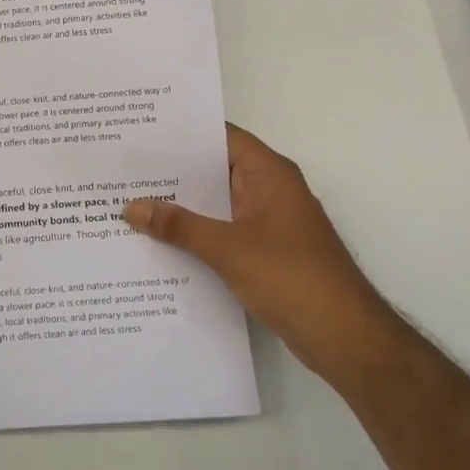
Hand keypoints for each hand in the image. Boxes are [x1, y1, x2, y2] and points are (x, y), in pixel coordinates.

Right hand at [124, 124, 392, 371]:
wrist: (345, 337)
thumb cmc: (291, 278)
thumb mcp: (227, 249)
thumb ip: (178, 227)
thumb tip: (131, 206)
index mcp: (269, 174)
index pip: (221, 137)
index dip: (182, 133)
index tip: (140, 132)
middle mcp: (269, 190)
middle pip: (215, 170)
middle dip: (172, 172)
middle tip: (124, 169)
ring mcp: (269, 222)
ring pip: (216, 204)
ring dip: (181, 206)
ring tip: (130, 202)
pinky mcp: (266, 252)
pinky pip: (222, 232)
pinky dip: (195, 234)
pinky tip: (159, 242)